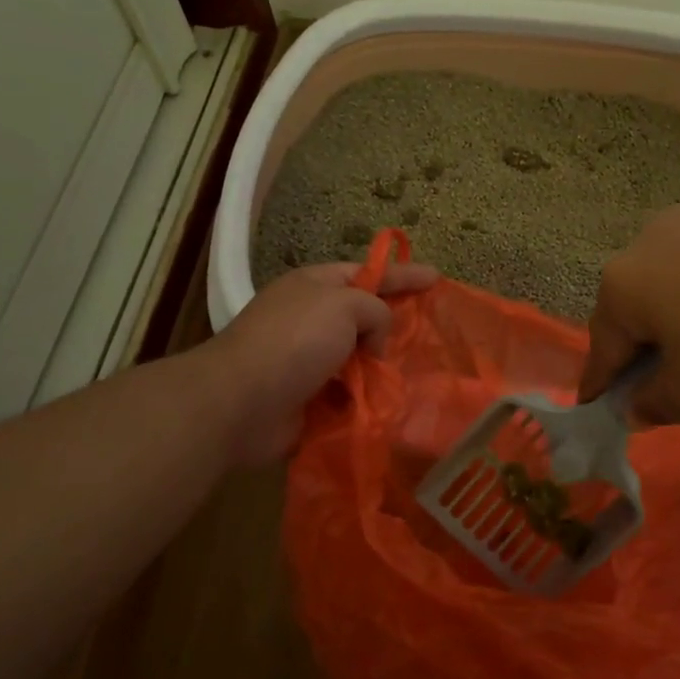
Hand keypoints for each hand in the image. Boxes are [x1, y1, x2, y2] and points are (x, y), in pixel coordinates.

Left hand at [202, 259, 437, 464]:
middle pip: (364, 318)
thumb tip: (374, 343)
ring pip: (359, 360)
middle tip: (431, 335)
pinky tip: (393, 406)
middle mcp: (311, 320)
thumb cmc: (295, 341)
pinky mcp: (309, 399)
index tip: (437, 278)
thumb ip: (375, 311)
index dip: (403, 275)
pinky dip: (368, 399)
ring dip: (383, 368)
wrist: (242, 402)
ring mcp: (308, 361)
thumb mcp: (344, 305)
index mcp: (315, 287)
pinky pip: (350, 395)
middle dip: (395, 326)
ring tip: (418, 376)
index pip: (368, 273)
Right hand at [579, 178, 679, 424]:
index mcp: (625, 286)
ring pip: (676, 269)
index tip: (593, 402)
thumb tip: (633, 406)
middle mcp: (647, 240)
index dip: (598, 381)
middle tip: (670, 371)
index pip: (601, 346)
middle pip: (634, 302)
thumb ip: (655, 404)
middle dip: (644, 338)